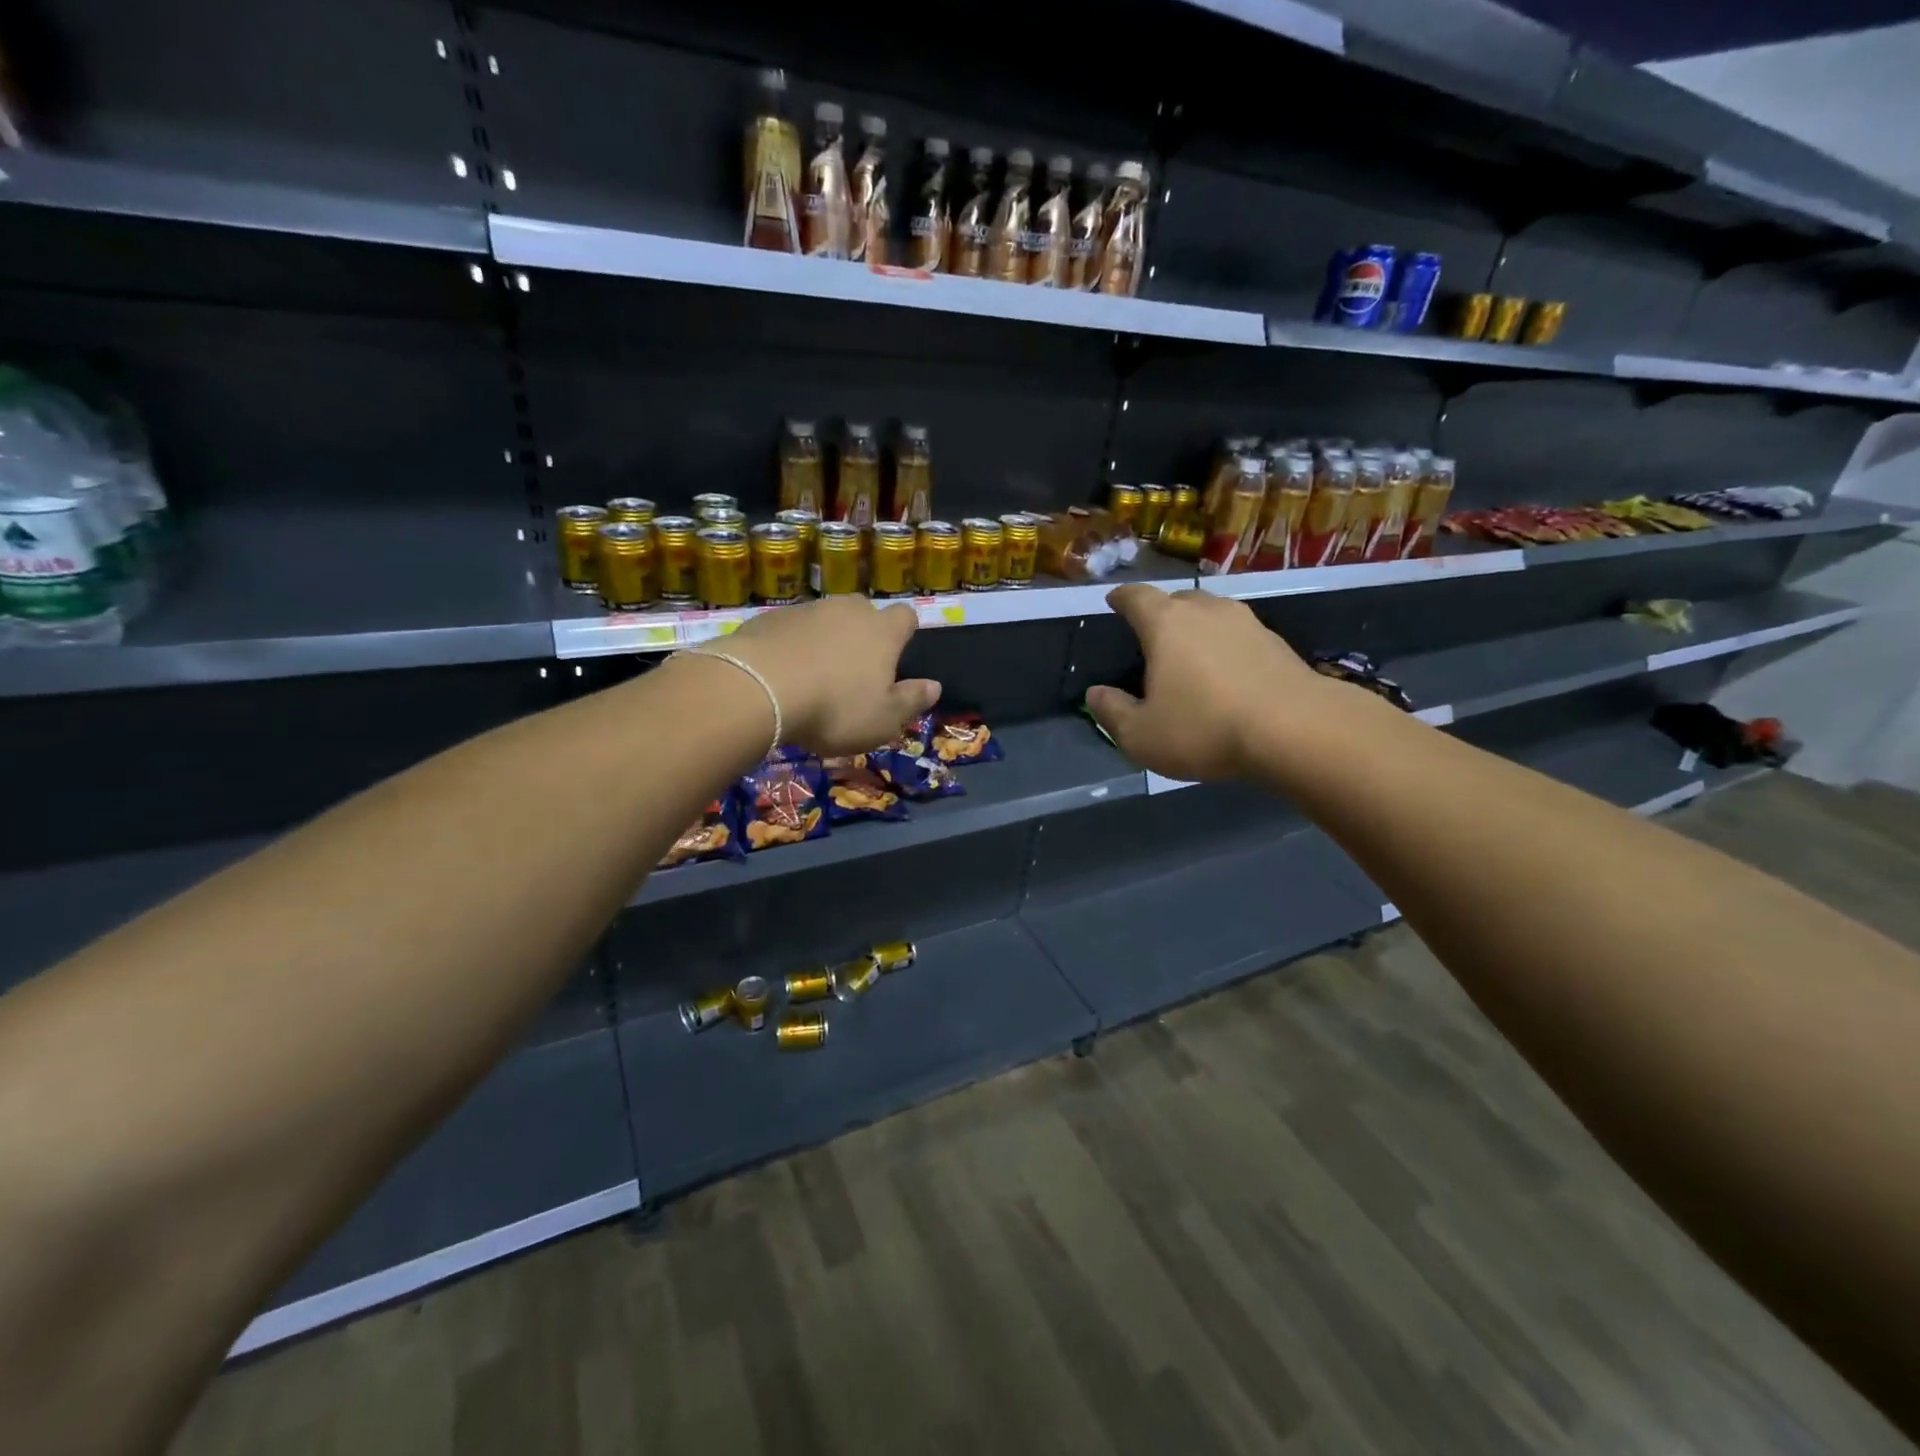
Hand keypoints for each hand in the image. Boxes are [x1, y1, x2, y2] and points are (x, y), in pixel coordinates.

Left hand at [714, 596, 940, 755]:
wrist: (758, 689)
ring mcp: (806, 610)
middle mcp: (848, 611)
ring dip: (825, 638)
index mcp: (883, 632)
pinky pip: (790, 628)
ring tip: (814, 673)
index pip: (906, 616)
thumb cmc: (834, 708)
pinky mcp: (769, 618)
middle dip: (863, 632)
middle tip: (855, 667)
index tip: (898, 652)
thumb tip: (934, 686)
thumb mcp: (883, 719)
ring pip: (825, 618)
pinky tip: (782, 673)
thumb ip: (912, 701)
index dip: (904, 632)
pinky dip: (791, 644)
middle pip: (864, 611)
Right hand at [1084, 586, 1329, 781]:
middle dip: (1160, 612)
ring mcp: (1247, 623)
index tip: (1113, 602)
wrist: (1297, 730)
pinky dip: (1226, 647)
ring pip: (1212, 614)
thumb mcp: (1141, 735)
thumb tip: (1096, 694)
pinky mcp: (1277, 643)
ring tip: (1190, 654)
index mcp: (1166, 624)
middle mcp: (1206, 611)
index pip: (1135, 597)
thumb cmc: (1205, 728)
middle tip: (1151, 636)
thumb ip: (1112, 712)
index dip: (1121, 598)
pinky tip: (1227, 674)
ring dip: (1197, 628)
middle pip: (1177, 599)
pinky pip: (1239, 635)